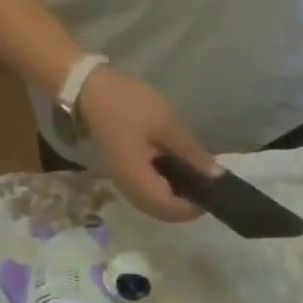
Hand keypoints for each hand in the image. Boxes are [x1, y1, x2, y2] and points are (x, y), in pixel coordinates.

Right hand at [77, 65, 217, 222]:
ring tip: (194, 178)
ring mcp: (122, 182)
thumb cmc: (127, 104)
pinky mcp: (121, 173)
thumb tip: (217, 177)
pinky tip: (175, 172)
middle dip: (184, 206)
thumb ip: (191, 153)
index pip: (169, 209)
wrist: (86, 89)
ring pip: (152, 205)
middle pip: (161, 212)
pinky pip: (145, 193)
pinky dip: (162, 189)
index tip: (211, 193)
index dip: (192, 208)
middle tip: (205, 186)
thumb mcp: (166, 125)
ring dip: (173, 199)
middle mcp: (128, 188)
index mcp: (137, 179)